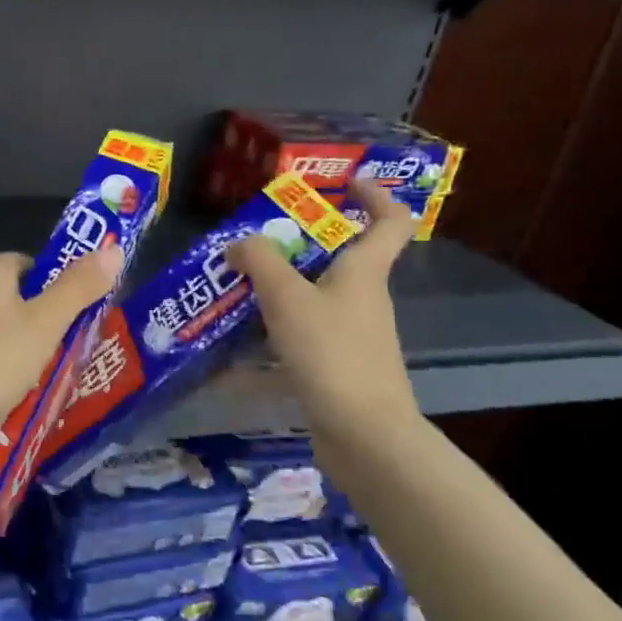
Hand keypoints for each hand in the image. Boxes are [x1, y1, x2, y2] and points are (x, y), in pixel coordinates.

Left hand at [0, 244, 125, 460]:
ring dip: (13, 352)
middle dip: (38, 327)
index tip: (78, 324)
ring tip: (37, 386)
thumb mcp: (44, 326)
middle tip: (63, 358)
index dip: (59, 290)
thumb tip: (113, 248)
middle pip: (12, 299)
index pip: (33, 266)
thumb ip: (79, 288)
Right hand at [228, 178, 420, 452]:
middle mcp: (362, 300)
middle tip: (252, 242)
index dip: (374, 195)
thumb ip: (260, 262)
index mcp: (364, 273)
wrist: (364, 436)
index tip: (342, 184)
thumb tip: (240, 243)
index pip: (390, 220)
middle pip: (338, 259)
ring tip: (231, 290)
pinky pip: (298, 339)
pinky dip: (269, 338)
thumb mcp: (288, 299)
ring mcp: (351, 336)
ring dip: (276, 291)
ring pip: (312, 299)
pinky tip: (231, 351)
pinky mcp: (335, 368)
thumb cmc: (332, 354)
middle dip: (296, 246)